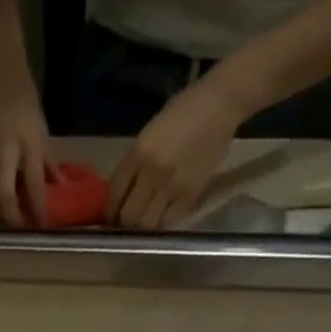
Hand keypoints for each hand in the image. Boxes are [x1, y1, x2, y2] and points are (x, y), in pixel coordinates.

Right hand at [0, 38, 50, 226]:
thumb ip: (48, 162)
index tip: (44, 226)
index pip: (35, 184)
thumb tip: (59, 188)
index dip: (39, 209)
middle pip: (5, 195)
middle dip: (13, 218)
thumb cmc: (23, 98)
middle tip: (21, 229)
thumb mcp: (41, 129)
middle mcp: (5, 150)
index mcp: (28, 144)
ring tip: (3, 221)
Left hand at [107, 74, 246, 229]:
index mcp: (137, 153)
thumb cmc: (183, 112)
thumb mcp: (149, 134)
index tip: (110, 219)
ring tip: (144, 223)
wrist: (221, 103)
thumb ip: (134, 164)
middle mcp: (151, 173)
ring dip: (143, 228)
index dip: (109, 213)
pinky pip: (169, 221)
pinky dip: (162, 224)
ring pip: (148, 224)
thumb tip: (121, 194)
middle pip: (129, 216)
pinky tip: (162, 218)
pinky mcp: (191, 194)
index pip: (114, 196)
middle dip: (124, 224)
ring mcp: (172, 186)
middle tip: (127, 224)